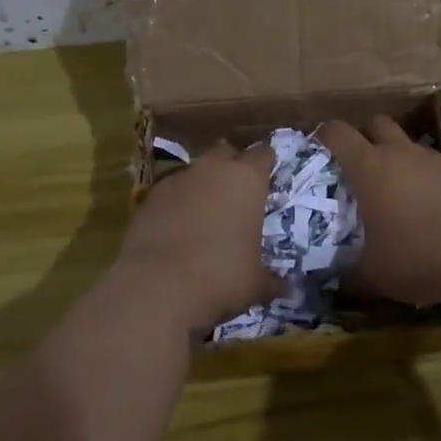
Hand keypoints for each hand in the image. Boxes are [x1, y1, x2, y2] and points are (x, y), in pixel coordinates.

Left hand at [118, 141, 281, 332]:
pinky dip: (177, 201)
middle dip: (232, 166)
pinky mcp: (150, 195)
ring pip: (196, 170)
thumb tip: (290, 289)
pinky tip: (176, 227)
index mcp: (247, 179)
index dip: (266, 164)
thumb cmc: (220, 277)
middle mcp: (213, 169)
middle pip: (226, 152)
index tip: (268, 179)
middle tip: (237, 193)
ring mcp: (178, 178)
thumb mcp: (255, 284)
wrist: (157, 286)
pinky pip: (171, 190)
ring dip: (203, 184)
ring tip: (205, 213)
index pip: (263, 154)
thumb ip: (274, 281)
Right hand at [319, 117, 440, 307]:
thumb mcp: (372, 273)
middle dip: (365, 136)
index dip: (325, 135)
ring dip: (397, 157)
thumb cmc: (417, 258)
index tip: (319, 148)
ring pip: (407, 143)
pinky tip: (429, 206)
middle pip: (376, 123)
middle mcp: (399, 153)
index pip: (338, 132)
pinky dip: (424, 176)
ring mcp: (432, 159)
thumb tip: (331, 277)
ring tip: (396, 192)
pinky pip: (432, 164)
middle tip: (360, 165)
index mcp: (369, 167)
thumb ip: (347, 270)